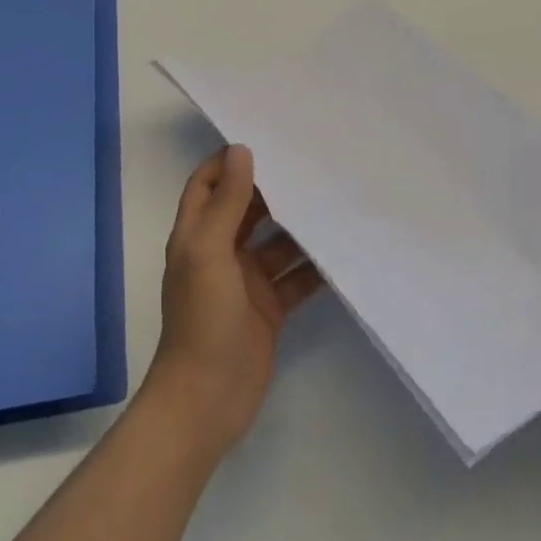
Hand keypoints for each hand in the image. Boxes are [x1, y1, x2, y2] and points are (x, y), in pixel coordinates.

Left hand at [143, 145, 322, 455]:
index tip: (266, 139)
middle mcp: (221, 253)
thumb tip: (241, 150)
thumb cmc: (202, 320)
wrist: (207, 401)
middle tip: (313, 164)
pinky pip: (295, 277)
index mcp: (197, 236)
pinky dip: (315, 265)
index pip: (208, 185)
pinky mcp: (270, 308)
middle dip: (274, 189)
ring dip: (300, 226)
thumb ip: (227, 203)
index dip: (228, 161)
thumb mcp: (210, 253)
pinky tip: (342, 248)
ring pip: (277, 242)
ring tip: (336, 199)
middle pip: (247, 209)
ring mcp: (247, 282)